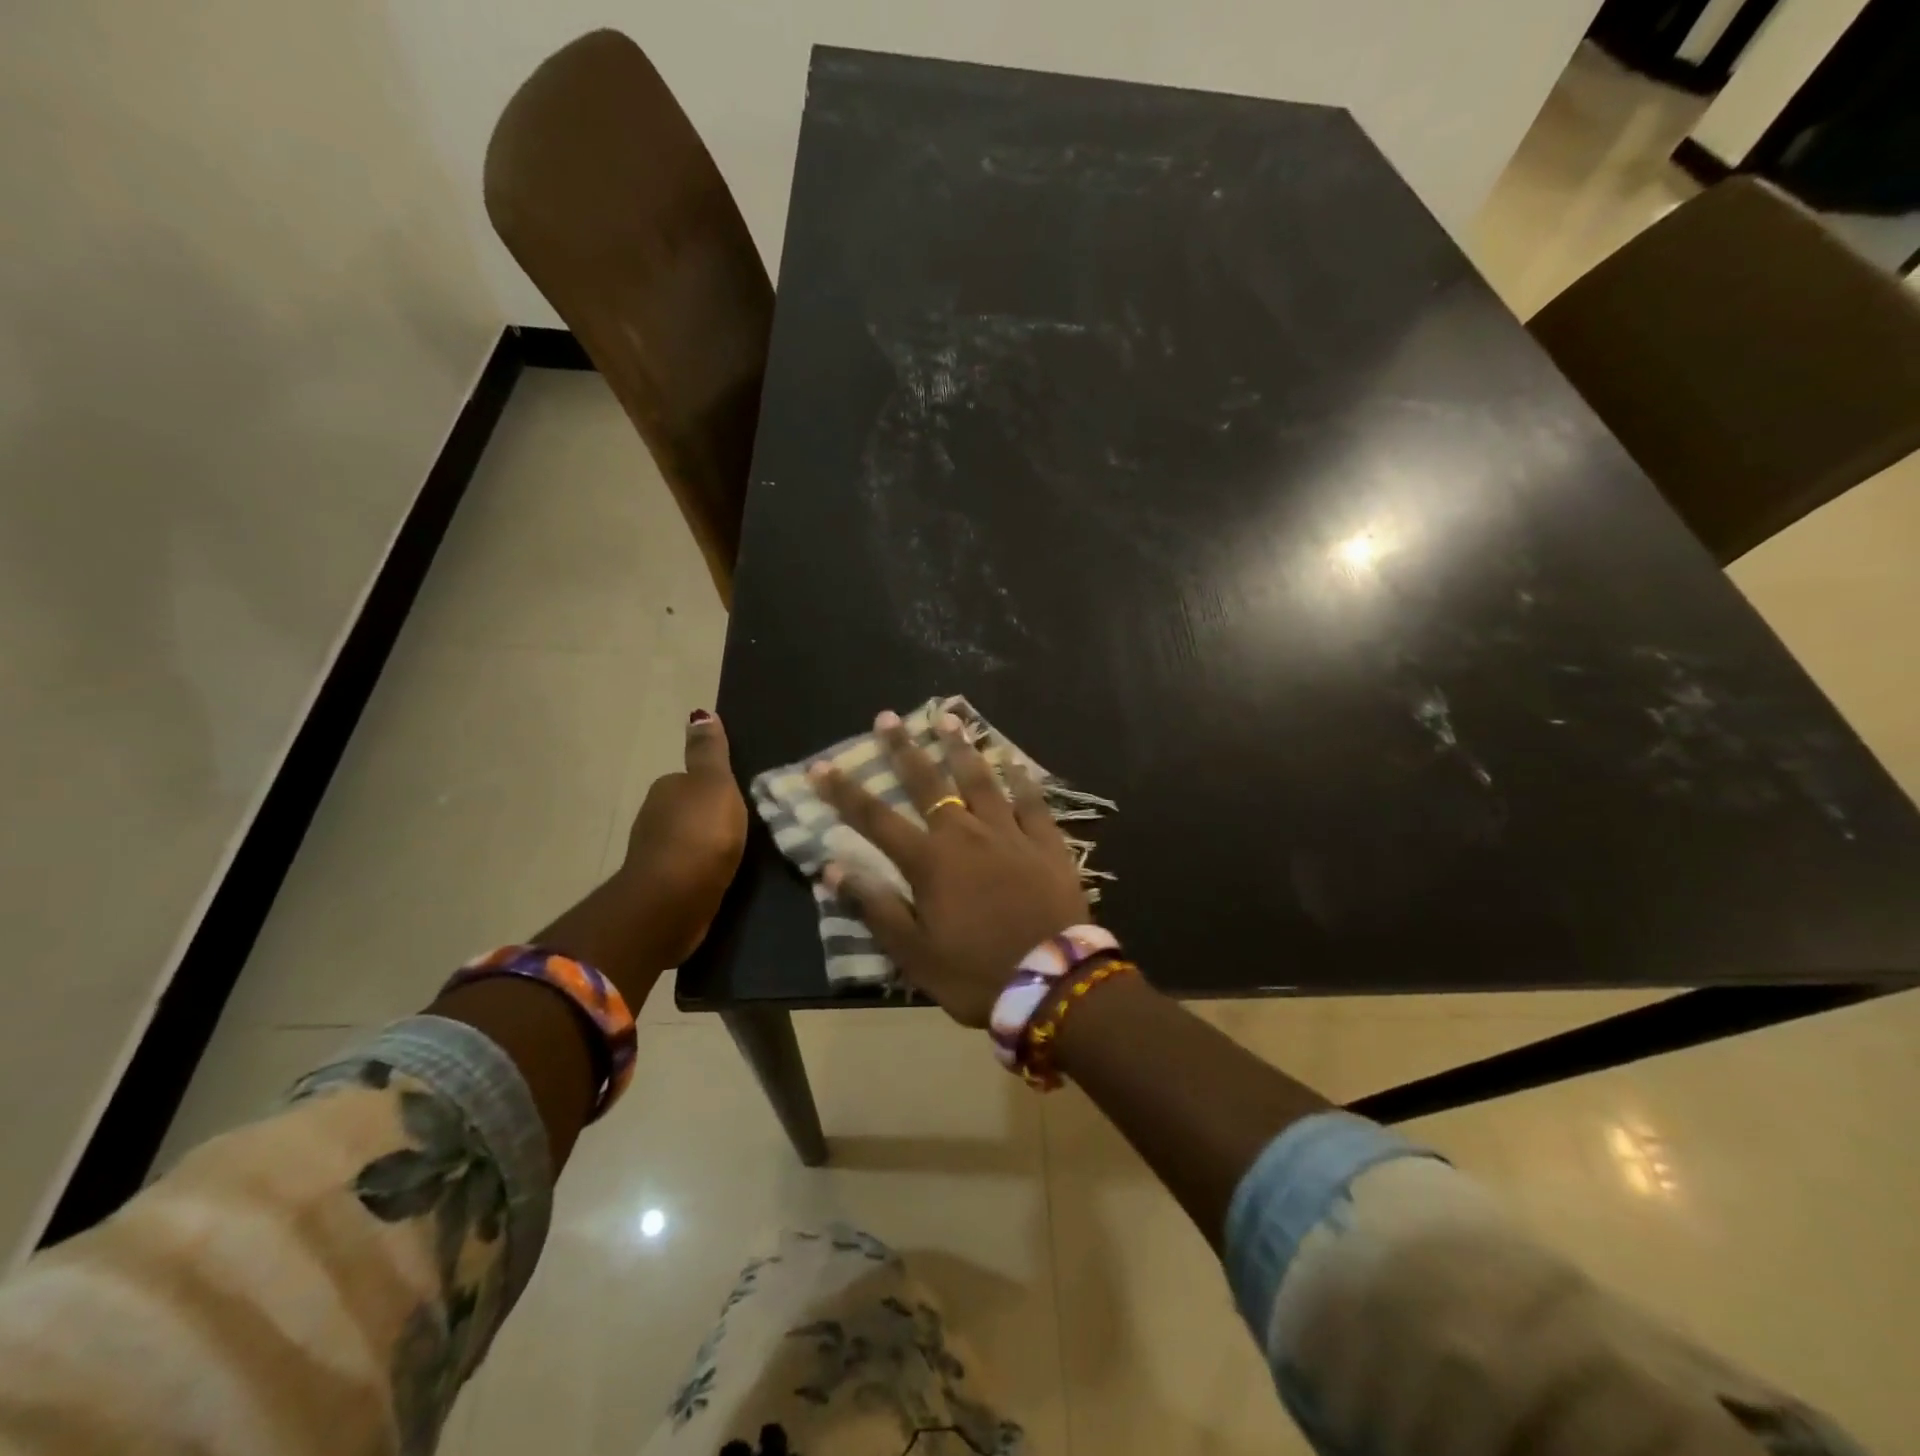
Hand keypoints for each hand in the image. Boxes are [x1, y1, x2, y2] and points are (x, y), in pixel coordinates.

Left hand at [616, 710, 749, 966]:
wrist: (674, 899)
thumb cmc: (700, 833)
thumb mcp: (715, 784)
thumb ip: (709, 752)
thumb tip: (699, 712)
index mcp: (667, 788)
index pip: (691, 779)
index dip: (714, 786)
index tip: (738, 798)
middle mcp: (653, 816)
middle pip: (686, 809)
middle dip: (708, 816)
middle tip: (742, 826)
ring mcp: (655, 854)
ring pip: (685, 840)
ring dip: (704, 844)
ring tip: (735, 853)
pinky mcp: (662, 886)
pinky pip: (687, 869)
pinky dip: (700, 870)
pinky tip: (717, 877)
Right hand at [811, 710, 1089, 1026]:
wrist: (1052, 984)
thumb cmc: (976, 973)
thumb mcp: (914, 953)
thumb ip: (875, 907)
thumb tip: (831, 869)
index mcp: (930, 862)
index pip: (876, 819)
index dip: (845, 793)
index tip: (821, 766)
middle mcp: (966, 835)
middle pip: (929, 784)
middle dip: (904, 750)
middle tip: (887, 718)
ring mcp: (1010, 834)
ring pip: (981, 780)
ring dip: (961, 748)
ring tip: (948, 718)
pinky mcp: (1047, 843)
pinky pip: (1032, 802)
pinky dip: (1021, 779)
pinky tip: (1014, 760)